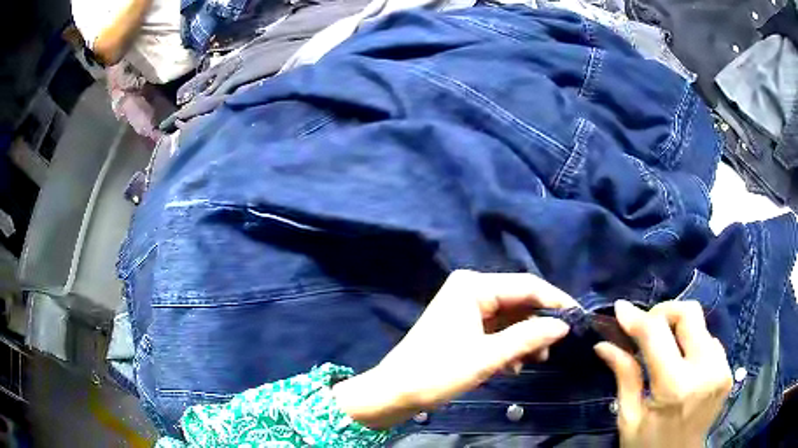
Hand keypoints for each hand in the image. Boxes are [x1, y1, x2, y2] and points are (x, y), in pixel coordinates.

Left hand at [333, 270, 577, 428]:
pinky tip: (515, 365)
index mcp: (473, 286)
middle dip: (539, 323)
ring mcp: (466, 307)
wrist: (395, 393)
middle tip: (557, 346)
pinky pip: (497, 329)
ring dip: (525, 337)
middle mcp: (470, 289)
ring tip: (536, 360)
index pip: (526, 285)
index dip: (554, 300)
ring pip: (510, 317)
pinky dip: (510, 345)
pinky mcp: (464, 325)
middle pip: (519, 300)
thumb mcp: (488, 357)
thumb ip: (529, 338)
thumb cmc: (437, 372)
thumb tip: (563, 325)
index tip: (577, 318)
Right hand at [594, 300, 732, 447]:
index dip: (637, 318)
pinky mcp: (728, 370)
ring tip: (664, 351)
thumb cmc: (647, 447)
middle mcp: (705, 370)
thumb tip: (604, 344)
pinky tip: (683, 364)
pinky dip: (693, 344)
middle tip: (647, 329)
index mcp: (675, 387)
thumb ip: (624, 376)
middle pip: (689, 313)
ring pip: (701, 324)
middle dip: (664, 313)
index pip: (657, 333)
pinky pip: (710, 341)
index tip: (621, 309)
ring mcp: (721, 368)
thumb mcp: (629, 418)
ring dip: (679, 330)